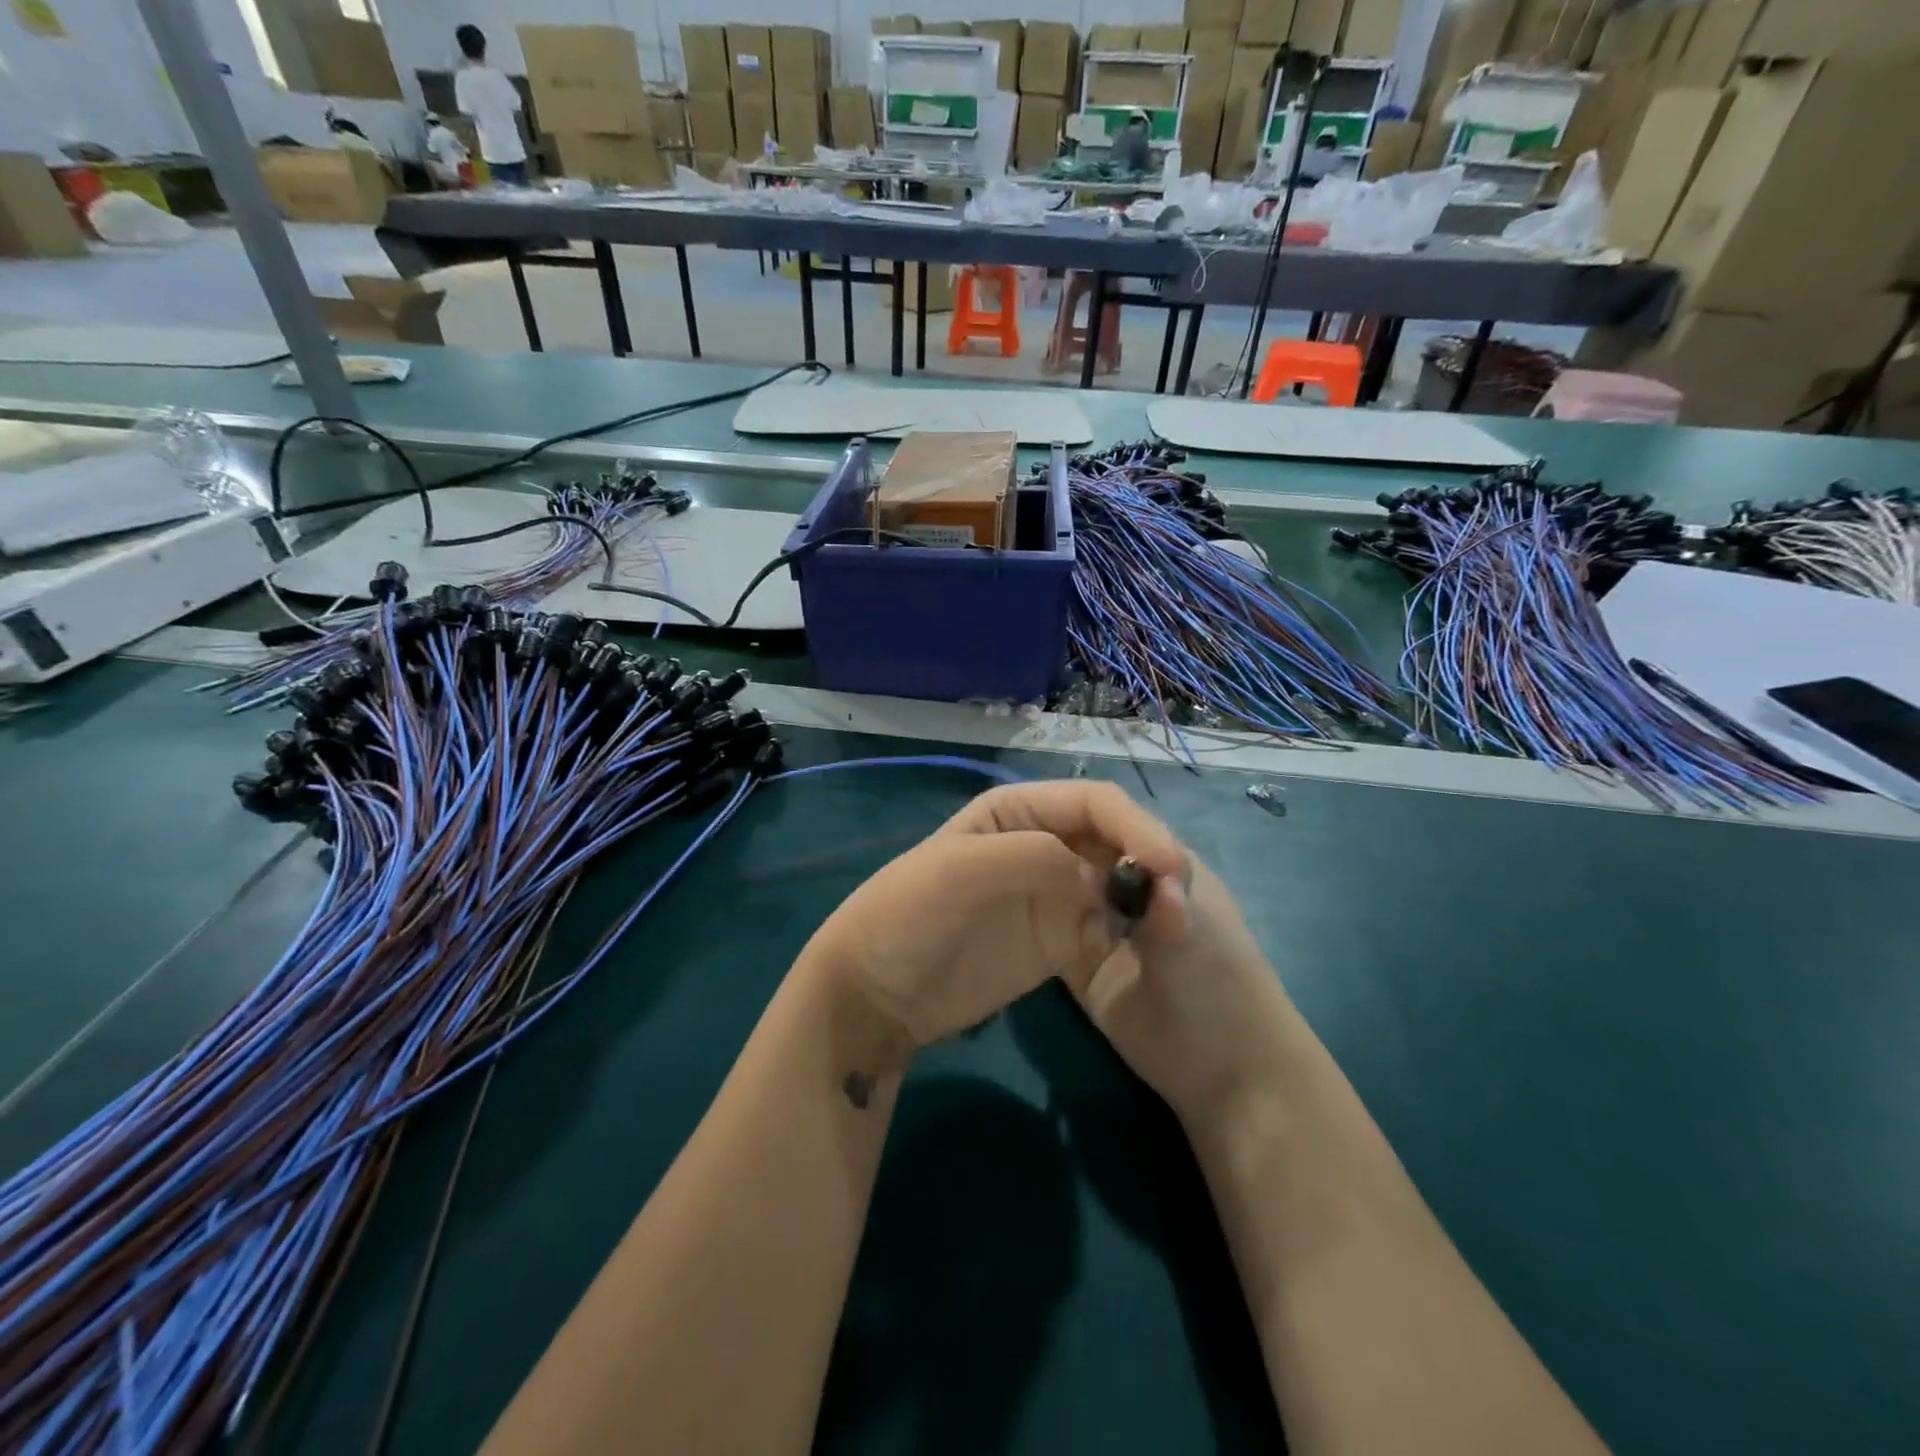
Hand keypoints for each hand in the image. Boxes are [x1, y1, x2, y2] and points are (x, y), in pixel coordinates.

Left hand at [798, 781, 1189, 1064]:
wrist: (876, 994)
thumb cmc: (906, 917)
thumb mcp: (957, 873)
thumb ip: (1028, 858)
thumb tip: (1095, 875)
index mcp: (1015, 810)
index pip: (1091, 803)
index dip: (1134, 826)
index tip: (1170, 866)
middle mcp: (1041, 842)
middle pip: (1114, 840)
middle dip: (1149, 863)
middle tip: (1180, 907)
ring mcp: (1051, 892)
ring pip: (1119, 883)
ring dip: (1148, 901)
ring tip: (1175, 933)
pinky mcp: (1058, 939)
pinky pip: (1108, 927)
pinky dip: (1133, 935)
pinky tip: (1150, 953)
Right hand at [943, 783, 1294, 1127]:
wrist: (1227, 1075)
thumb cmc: (1222, 991)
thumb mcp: (1193, 936)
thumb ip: (1158, 901)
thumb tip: (1127, 863)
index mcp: (1154, 858)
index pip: (1105, 813)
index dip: (1069, 811)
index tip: (1029, 827)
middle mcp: (1121, 879)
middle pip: (1071, 842)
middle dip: (1036, 838)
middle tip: (993, 843)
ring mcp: (1098, 918)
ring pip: (1055, 878)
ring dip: (1027, 872)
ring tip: (987, 869)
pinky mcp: (1079, 957)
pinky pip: (1045, 924)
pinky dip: (1025, 914)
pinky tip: (994, 907)